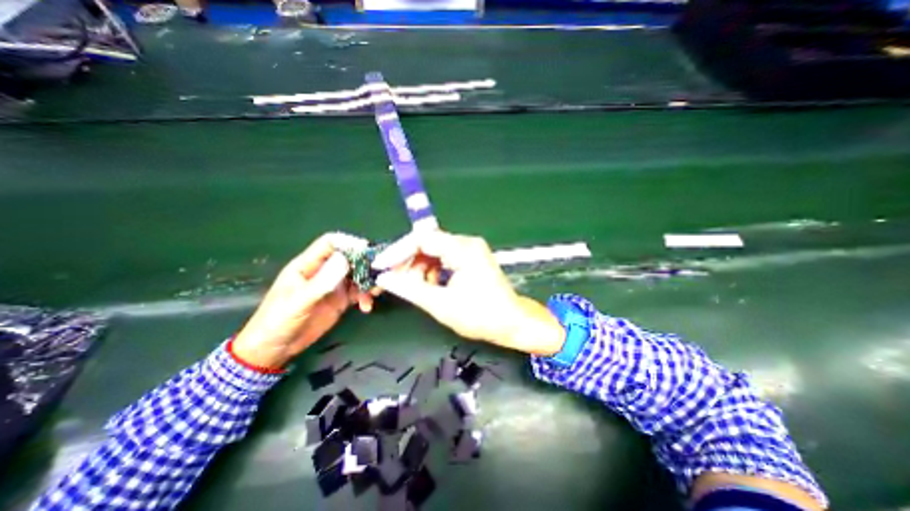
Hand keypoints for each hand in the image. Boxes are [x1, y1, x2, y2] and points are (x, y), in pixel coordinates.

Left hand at [233, 232, 376, 371]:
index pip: (330, 244)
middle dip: (365, 263)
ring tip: (374, 293)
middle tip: (379, 273)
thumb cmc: (277, 321)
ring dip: (368, 281)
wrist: (274, 349)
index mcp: (308, 265)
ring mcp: (333, 286)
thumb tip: (345, 260)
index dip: (348, 243)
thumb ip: (322, 282)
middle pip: (349, 258)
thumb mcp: (298, 302)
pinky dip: (366, 296)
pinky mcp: (341, 300)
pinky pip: (359, 292)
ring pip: (357, 275)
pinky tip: (366, 306)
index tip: (366, 251)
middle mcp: (324, 271)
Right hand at [369, 230, 563, 354]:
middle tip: (394, 281)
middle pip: (427, 244)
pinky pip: (443, 258)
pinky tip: (429, 286)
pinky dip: (432, 271)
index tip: (380, 267)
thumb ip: (410, 289)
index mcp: (463, 249)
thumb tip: (384, 279)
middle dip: (408, 262)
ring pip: (434, 252)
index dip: (397, 252)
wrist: (512, 323)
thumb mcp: (441, 304)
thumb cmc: (481, 316)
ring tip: (414, 288)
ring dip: (419, 268)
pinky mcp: (470, 258)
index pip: (422, 239)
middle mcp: (466, 243)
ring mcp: (470, 250)